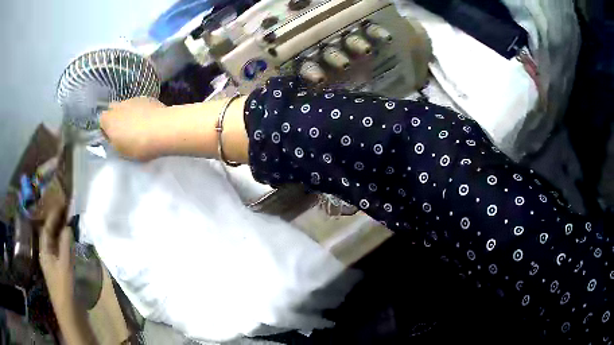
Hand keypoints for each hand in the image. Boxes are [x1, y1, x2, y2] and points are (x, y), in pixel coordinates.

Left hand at [39, 204, 74, 309]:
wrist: (69, 312)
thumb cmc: (64, 287)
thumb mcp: (64, 265)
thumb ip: (65, 245)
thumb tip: (67, 226)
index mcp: (44, 251)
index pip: (46, 228)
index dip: (53, 215)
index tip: (61, 204)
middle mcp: (47, 255)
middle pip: (50, 234)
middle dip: (56, 221)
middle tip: (66, 210)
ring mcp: (53, 263)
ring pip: (55, 242)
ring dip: (61, 231)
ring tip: (69, 221)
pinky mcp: (60, 270)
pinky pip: (60, 250)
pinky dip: (65, 243)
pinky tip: (71, 242)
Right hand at [100, 97, 166, 160]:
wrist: (162, 129)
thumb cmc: (137, 145)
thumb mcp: (121, 152)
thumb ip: (114, 142)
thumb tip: (114, 137)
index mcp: (108, 120)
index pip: (101, 121)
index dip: (106, 129)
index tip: (113, 138)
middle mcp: (118, 106)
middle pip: (113, 109)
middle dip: (116, 118)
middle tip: (125, 131)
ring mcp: (133, 99)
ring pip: (126, 105)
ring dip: (129, 113)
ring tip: (139, 126)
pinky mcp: (147, 97)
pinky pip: (140, 104)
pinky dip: (142, 110)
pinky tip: (150, 120)